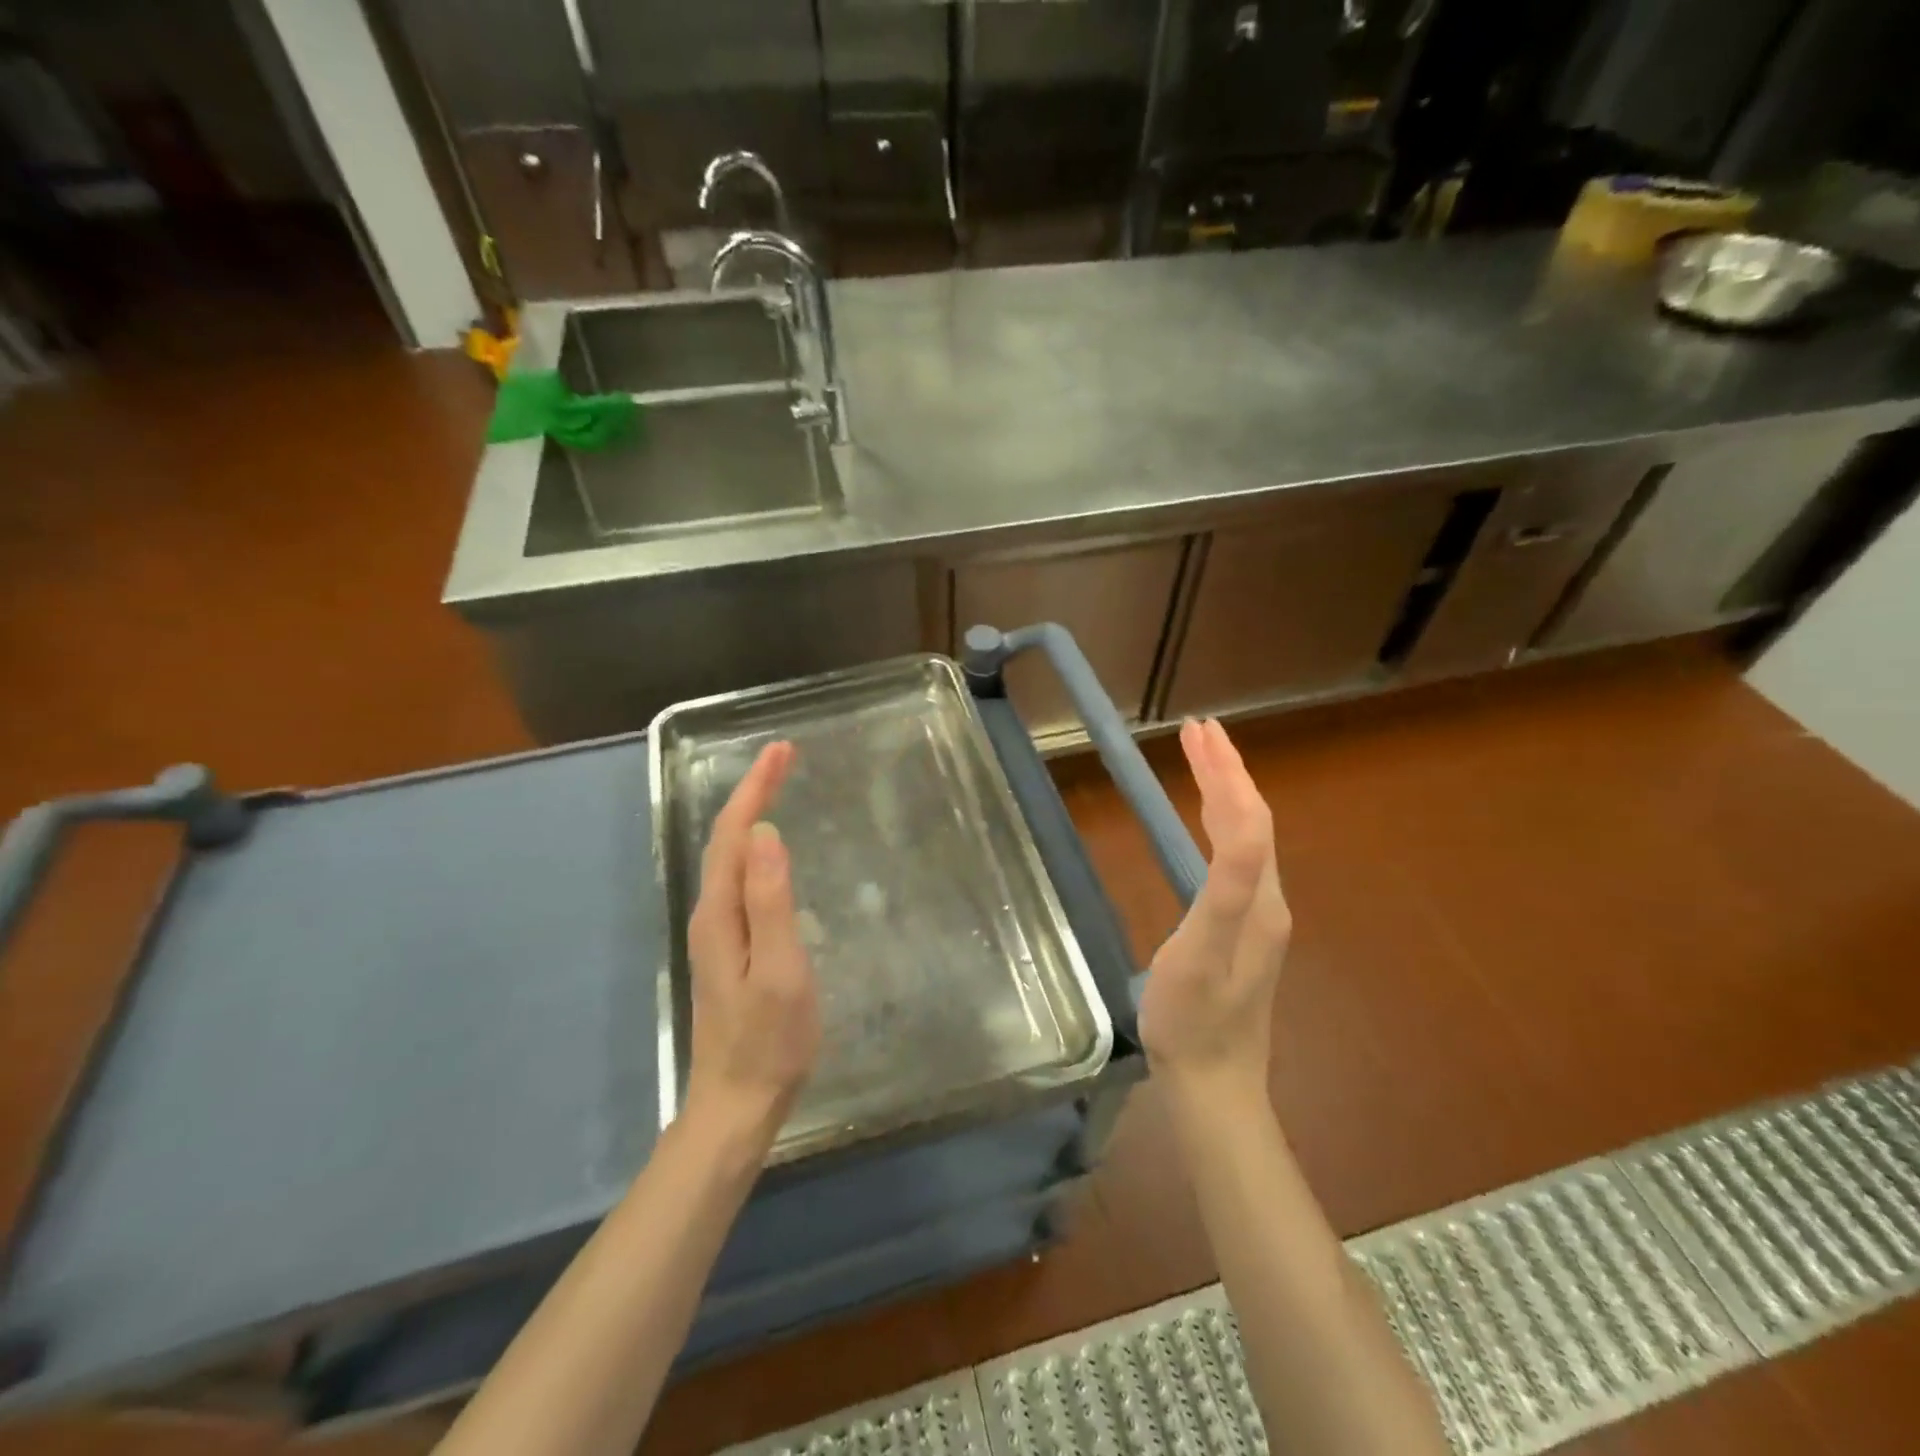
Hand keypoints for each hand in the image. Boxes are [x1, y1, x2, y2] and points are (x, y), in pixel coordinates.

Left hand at [683, 741, 820, 1151]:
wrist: (738, 1104)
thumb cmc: (769, 1040)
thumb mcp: (780, 970)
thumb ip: (771, 901)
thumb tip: (765, 833)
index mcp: (721, 913)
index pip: (734, 834)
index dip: (754, 788)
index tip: (781, 750)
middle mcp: (711, 914)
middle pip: (727, 839)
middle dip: (751, 791)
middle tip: (784, 756)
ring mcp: (717, 932)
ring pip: (730, 858)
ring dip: (751, 815)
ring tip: (777, 786)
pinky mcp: (730, 947)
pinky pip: (739, 879)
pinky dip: (754, 847)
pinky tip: (769, 849)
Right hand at [1139, 719, 1291, 1106]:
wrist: (1213, 1084)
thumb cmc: (1194, 1016)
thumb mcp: (1204, 949)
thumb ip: (1230, 885)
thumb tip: (1246, 818)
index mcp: (1261, 898)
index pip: (1249, 817)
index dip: (1227, 771)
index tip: (1200, 730)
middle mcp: (1268, 901)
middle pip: (1251, 822)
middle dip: (1225, 772)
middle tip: (1196, 732)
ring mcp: (1258, 919)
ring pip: (1245, 840)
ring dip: (1222, 795)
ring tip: (1199, 763)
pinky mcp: (1242, 933)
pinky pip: (1235, 861)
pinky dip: (1218, 827)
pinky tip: (1205, 828)